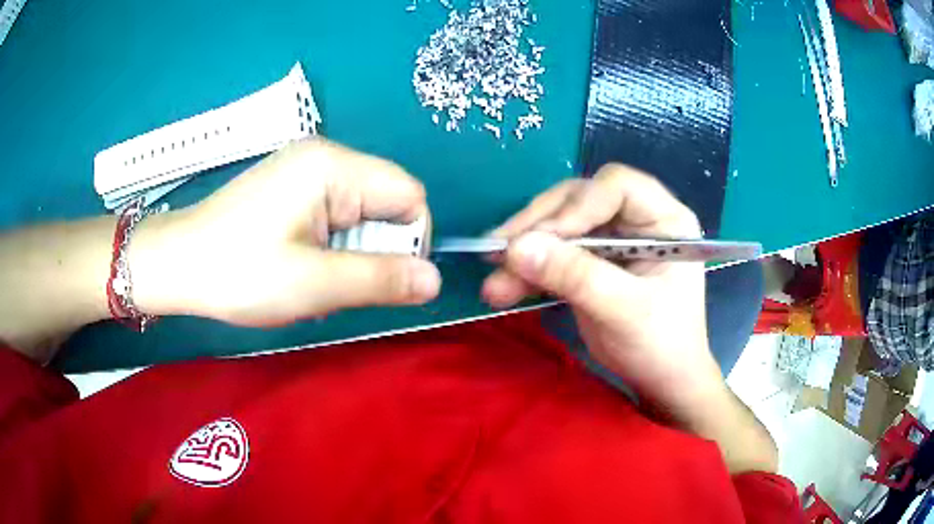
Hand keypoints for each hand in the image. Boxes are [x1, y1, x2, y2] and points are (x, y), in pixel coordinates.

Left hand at [131, 138, 441, 325]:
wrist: (177, 264)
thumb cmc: (239, 272)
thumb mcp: (313, 284)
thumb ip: (381, 280)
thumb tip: (435, 280)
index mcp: (333, 166)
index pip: (409, 194)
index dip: (410, 241)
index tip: (384, 281)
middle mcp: (324, 157)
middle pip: (385, 202)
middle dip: (375, 251)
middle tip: (337, 285)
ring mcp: (304, 170)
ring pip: (361, 214)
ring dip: (351, 254)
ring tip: (313, 280)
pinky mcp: (291, 187)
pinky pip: (335, 215)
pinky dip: (331, 247)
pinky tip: (301, 266)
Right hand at [481, 165, 725, 422]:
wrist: (660, 380)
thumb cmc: (661, 344)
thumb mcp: (624, 311)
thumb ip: (575, 276)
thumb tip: (516, 248)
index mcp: (664, 218)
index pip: (616, 187)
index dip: (577, 206)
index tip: (542, 240)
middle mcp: (637, 218)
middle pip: (579, 200)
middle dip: (539, 227)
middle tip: (500, 253)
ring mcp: (612, 238)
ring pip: (559, 225)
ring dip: (524, 250)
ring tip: (493, 280)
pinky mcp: (591, 259)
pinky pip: (553, 252)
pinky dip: (527, 270)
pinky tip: (502, 287)